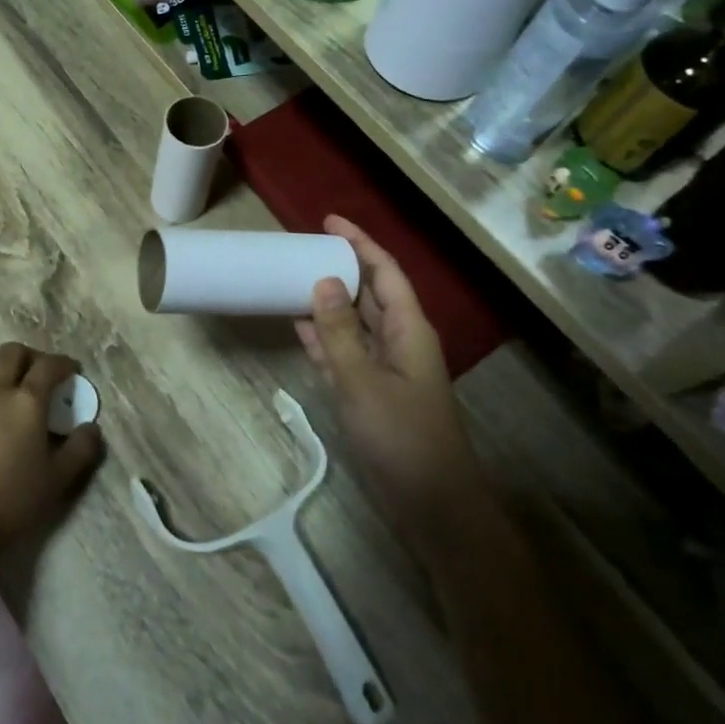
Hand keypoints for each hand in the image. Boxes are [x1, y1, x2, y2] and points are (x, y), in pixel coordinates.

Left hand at [0, 343, 103, 556]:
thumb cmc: (15, 498)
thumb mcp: (59, 477)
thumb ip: (81, 448)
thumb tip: (91, 428)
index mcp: (26, 401)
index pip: (47, 366)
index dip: (64, 363)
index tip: (74, 371)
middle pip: (12, 352)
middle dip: (33, 357)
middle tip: (46, 375)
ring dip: (5, 364)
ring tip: (18, 385)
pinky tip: (0, 406)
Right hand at [296, 216, 479, 514]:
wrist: (430, 502)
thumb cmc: (401, 437)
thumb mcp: (362, 381)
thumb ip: (339, 331)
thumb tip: (323, 280)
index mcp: (409, 330)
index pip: (384, 272)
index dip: (359, 243)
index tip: (329, 221)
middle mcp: (401, 341)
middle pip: (370, 292)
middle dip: (342, 266)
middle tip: (303, 248)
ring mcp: (386, 367)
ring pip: (355, 321)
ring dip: (329, 300)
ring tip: (294, 277)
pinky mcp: (372, 391)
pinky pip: (345, 351)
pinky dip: (324, 336)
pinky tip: (299, 326)